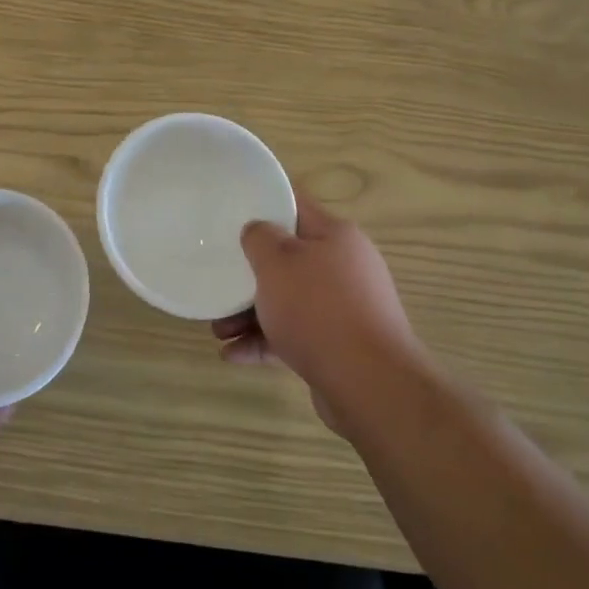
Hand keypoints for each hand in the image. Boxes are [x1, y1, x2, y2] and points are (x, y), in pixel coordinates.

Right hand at [211, 194, 426, 431]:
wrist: (370, 383)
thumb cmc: (318, 309)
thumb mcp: (277, 261)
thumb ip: (259, 237)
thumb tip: (258, 231)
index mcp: (335, 236)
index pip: (295, 207)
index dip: (263, 205)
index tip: (230, 213)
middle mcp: (344, 267)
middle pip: (287, 260)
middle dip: (249, 275)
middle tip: (218, 283)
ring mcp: (344, 309)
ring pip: (287, 301)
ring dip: (250, 314)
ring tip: (219, 331)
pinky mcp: (338, 345)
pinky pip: (294, 335)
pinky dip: (264, 342)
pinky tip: (232, 355)